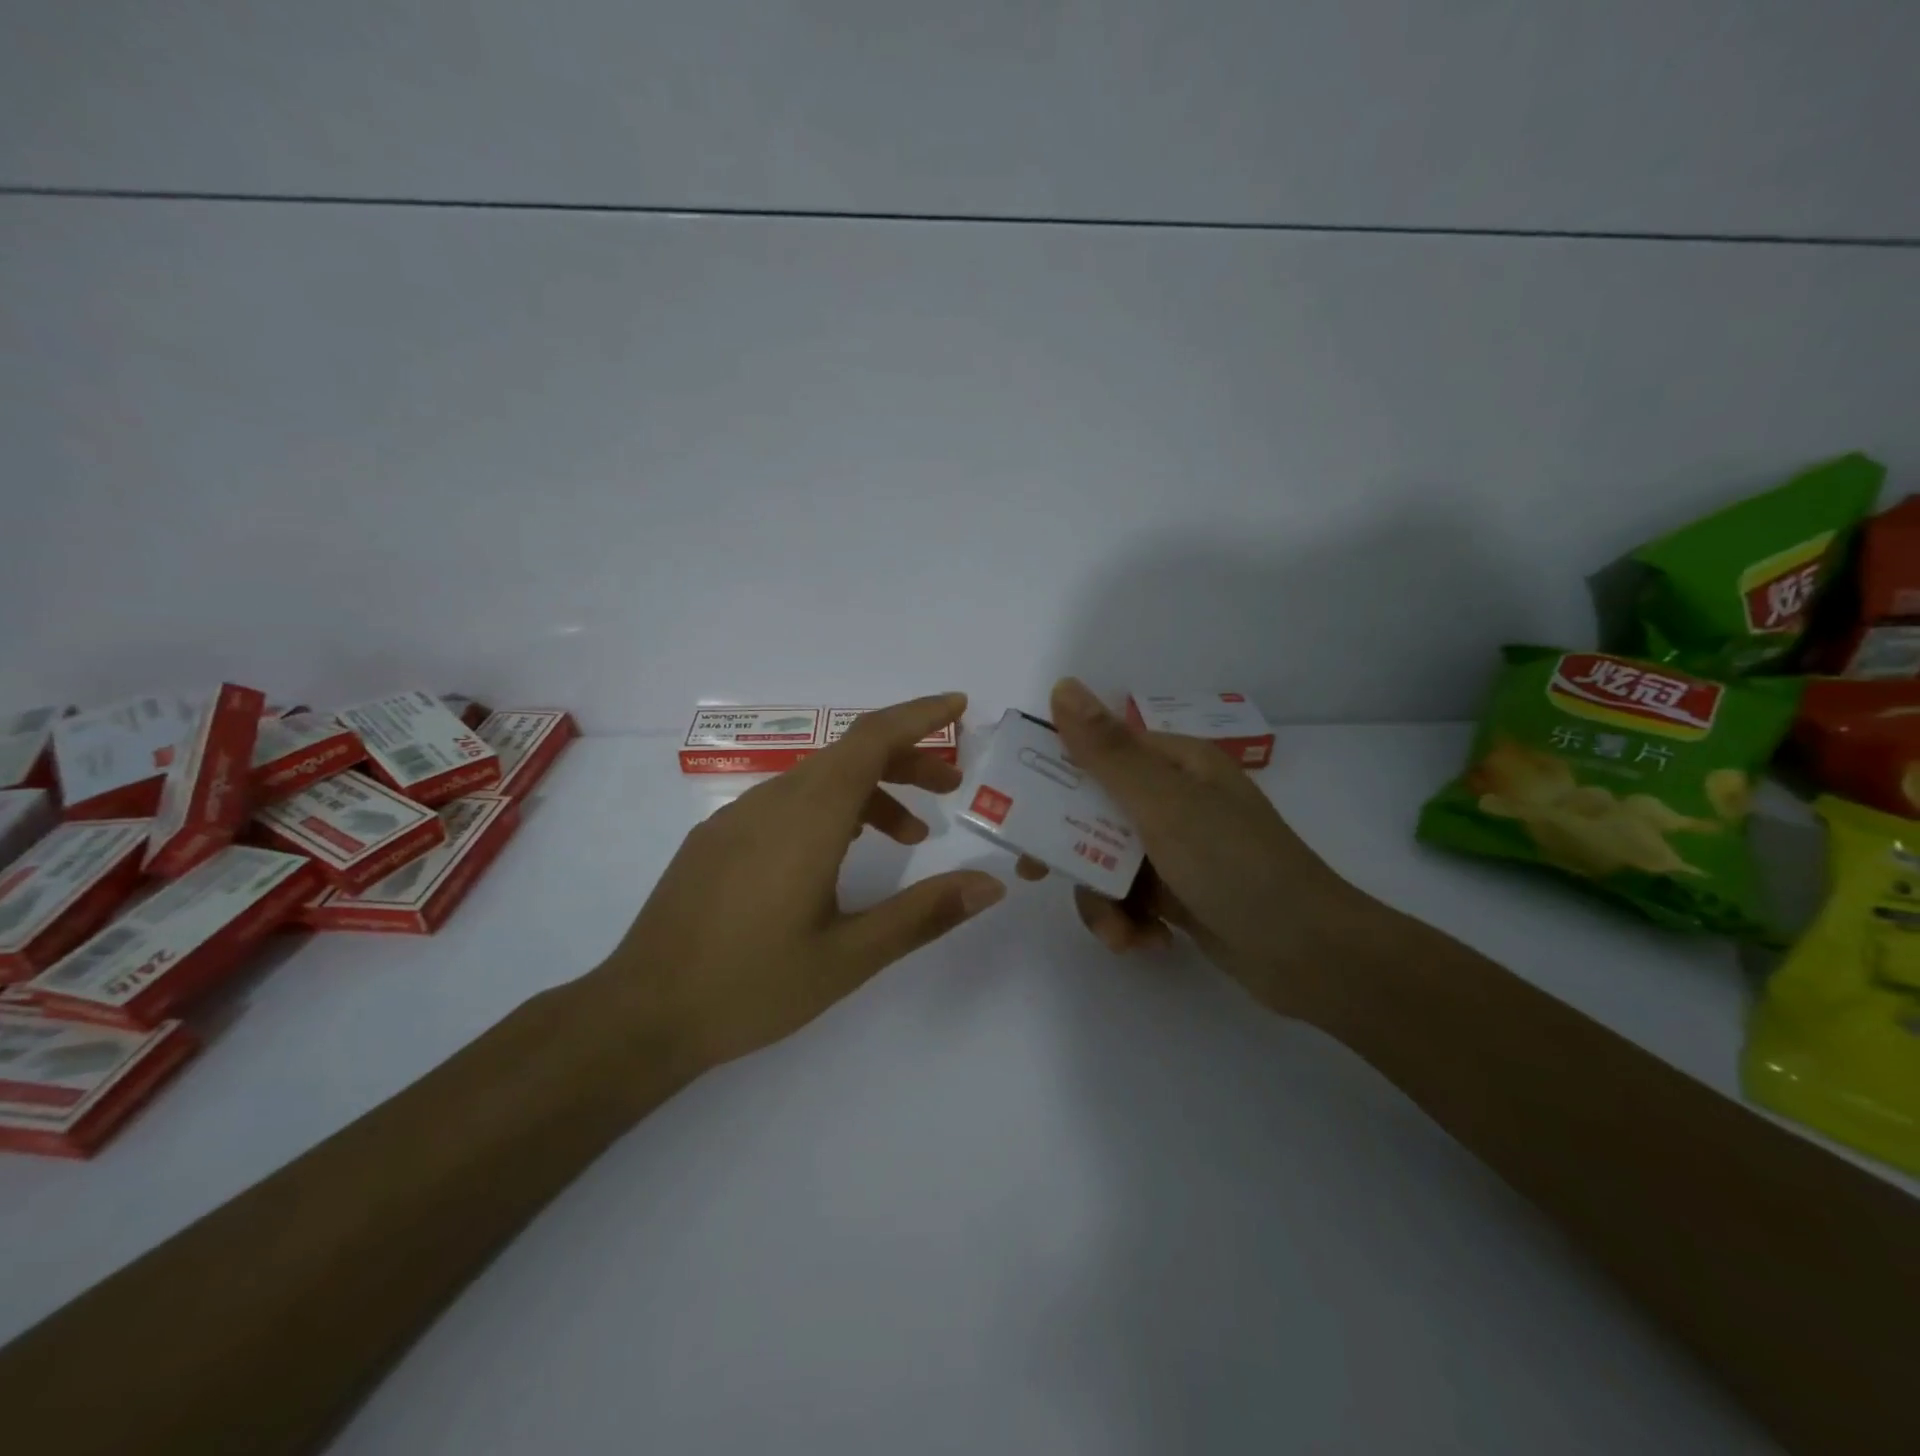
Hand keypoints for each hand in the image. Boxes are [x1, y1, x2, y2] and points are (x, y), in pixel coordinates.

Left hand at [595, 693, 1006, 1074]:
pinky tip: (842, 854)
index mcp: (807, 818)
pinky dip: (832, 808)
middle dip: (907, 759)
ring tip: (912, 834)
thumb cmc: (751, 986)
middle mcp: (772, 801)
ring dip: (871, 790)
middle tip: (952, 787)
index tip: (958, 706)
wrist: (640, 1016)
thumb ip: (923, 914)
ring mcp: (737, 817)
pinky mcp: (717, 838)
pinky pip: (787, 801)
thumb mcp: (849, 957)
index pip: (871, 739)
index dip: (918, 716)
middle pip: (850, 754)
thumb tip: (991, 883)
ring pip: (818, 779)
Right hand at [1037, 678, 1370, 1019]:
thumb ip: (1107, 751)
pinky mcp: (1180, 895)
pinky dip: (1128, 922)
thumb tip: (1063, 686)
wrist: (1312, 958)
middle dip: (1067, 849)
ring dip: (1102, 901)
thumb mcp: (1164, 804)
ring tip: (1120, 934)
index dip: (1051, 774)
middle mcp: (1174, 800)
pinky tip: (1147, 944)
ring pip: (1105, 862)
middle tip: (1034, 874)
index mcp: (1175, 764)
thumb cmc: (1235, 867)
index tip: (1014, 806)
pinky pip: (1129, 898)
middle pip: (1093, 812)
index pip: (1097, 752)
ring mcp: (1177, 850)